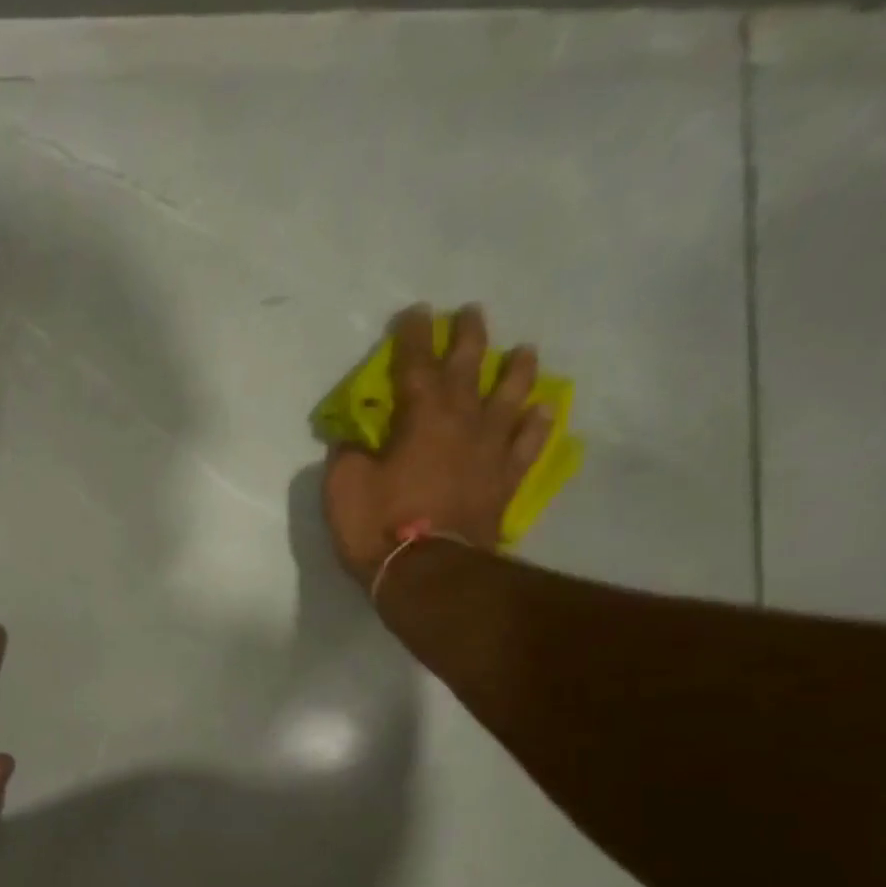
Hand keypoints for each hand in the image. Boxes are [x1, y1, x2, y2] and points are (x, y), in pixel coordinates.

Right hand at [322, 303, 552, 587]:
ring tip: (523, 352)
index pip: (416, 364)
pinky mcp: (504, 482)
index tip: (414, 313)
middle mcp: (464, 422)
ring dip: (516, 371)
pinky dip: (535, 426)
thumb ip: (347, 454)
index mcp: (421, 418)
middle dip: (468, 337)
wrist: (427, 573)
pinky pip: (527, 446)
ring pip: (511, 398)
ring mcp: (490, 452)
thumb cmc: (379, 526)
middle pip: (470, 368)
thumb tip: (353, 439)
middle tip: (470, 313)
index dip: (413, 337)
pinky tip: (542, 411)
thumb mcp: (343, 487)